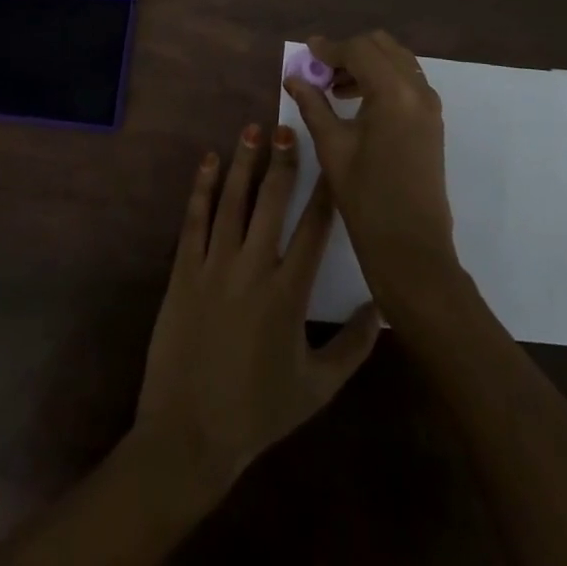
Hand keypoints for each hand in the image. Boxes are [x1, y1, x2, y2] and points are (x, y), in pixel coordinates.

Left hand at [132, 123, 380, 499]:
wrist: (189, 436)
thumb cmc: (258, 412)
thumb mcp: (318, 388)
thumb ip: (355, 347)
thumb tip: (383, 307)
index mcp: (290, 293)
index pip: (314, 228)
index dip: (325, 191)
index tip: (332, 161)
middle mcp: (254, 268)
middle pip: (272, 202)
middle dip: (282, 163)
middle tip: (287, 130)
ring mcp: (214, 266)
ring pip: (232, 202)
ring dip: (244, 163)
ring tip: (252, 129)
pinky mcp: (183, 271)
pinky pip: (194, 220)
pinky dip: (202, 188)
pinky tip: (209, 161)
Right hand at [284, 31, 461, 318]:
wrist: (411, 248)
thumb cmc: (367, 198)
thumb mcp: (332, 147)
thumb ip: (313, 105)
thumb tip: (294, 77)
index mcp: (393, 92)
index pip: (359, 50)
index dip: (329, 48)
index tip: (306, 51)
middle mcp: (418, 89)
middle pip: (382, 47)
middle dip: (350, 51)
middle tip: (321, 70)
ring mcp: (430, 105)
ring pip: (397, 61)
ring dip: (367, 64)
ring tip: (335, 88)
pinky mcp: (432, 121)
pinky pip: (407, 81)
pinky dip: (382, 79)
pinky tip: (358, 103)